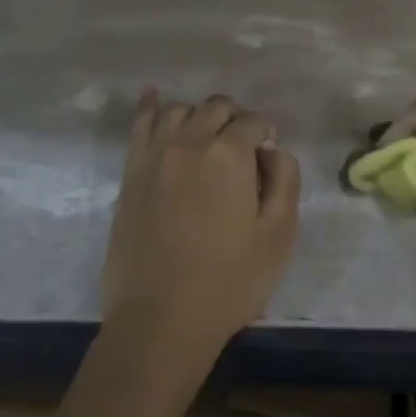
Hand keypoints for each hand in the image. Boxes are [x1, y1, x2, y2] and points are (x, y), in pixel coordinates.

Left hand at [104, 90, 302, 363]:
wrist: (161, 319)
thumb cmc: (230, 280)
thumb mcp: (279, 233)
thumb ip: (285, 179)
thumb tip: (272, 150)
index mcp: (228, 153)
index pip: (253, 122)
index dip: (266, 135)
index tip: (267, 160)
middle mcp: (189, 142)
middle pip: (217, 108)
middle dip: (236, 120)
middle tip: (244, 149)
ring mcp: (153, 155)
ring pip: (179, 111)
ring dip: (200, 116)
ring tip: (208, 139)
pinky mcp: (130, 174)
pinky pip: (139, 125)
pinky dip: (150, 107)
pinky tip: (154, 97)